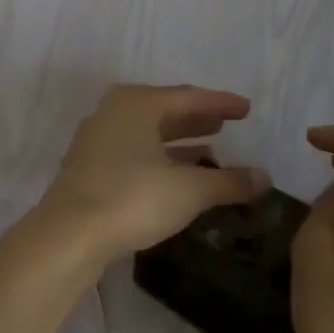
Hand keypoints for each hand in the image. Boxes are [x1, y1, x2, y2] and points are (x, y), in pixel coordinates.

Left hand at [36, 84, 270, 265]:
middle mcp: (113, 113)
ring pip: (146, 133)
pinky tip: (176, 174)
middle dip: (196, 118)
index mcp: (137, 104)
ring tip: (209, 148)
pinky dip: (158, 158)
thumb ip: (229, 181)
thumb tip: (264, 178)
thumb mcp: (189, 190)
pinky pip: (133, 152)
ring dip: (177, 140)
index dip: (220, 103)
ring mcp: (96, 140)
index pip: (189, 97)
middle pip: (164, 110)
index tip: (246, 109)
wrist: (68, 235)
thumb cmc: (132, 199)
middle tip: (225, 123)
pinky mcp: (88, 168)